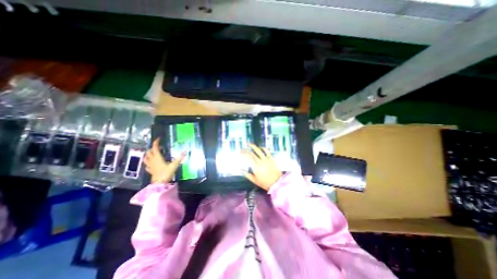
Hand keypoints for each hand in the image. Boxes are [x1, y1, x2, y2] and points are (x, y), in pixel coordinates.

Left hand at [144, 139, 185, 182]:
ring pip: (146, 158)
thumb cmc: (166, 173)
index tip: (159, 139)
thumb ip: (179, 158)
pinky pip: (147, 165)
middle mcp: (152, 160)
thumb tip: (185, 151)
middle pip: (149, 152)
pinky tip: (151, 163)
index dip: (156, 142)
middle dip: (152, 148)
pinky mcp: (150, 170)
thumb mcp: (174, 165)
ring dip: (148, 154)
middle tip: (158, 147)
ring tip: (152, 153)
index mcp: (157, 158)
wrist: (159, 184)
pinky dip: (148, 162)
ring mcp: (150, 166)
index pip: (155, 148)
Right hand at [242, 143, 280, 189]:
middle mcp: (260, 161)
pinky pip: (267, 151)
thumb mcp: (254, 180)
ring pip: (259, 151)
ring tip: (250, 144)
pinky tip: (261, 147)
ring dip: (254, 146)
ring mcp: (266, 159)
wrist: (276, 182)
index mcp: (255, 166)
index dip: (244, 153)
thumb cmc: (264, 182)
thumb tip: (241, 170)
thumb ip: (247, 174)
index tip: (240, 152)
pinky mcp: (271, 158)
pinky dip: (263, 148)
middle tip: (243, 148)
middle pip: (252, 153)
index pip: (248, 157)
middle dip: (246, 150)